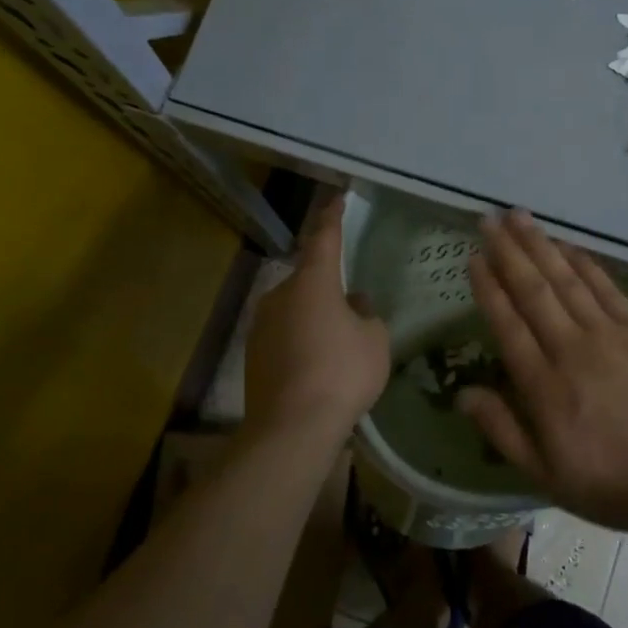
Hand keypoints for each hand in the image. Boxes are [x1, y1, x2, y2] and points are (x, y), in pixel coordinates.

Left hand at [243, 197, 389, 452]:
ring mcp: (261, 325)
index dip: (332, 217)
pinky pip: (284, 334)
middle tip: (353, 303)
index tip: (338, 199)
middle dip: (328, 284)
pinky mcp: (253, 354)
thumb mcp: (374, 340)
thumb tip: (355, 305)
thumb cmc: (342, 373)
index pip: (324, 238)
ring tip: (338, 340)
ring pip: (294, 307)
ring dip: (314, 314)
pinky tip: (318, 363)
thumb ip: (368, 315)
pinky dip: (301, 339)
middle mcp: (280, 295)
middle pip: (308, 277)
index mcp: (313, 282)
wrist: (292, 428)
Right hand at [459, 209, 627, 532]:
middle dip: (508, 251)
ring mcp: (609, 335)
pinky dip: (584, 263)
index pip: (507, 324)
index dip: (488, 287)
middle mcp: (571, 349)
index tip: (474, 257)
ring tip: (519, 217)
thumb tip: (461, 393)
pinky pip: (606, 287)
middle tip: (488, 219)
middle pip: (533, 290)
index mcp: (543, 385)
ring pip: (567, 279)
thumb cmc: (609, 482)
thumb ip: (501, 429)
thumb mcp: (544, 474)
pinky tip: (567, 245)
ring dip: (541, 245)